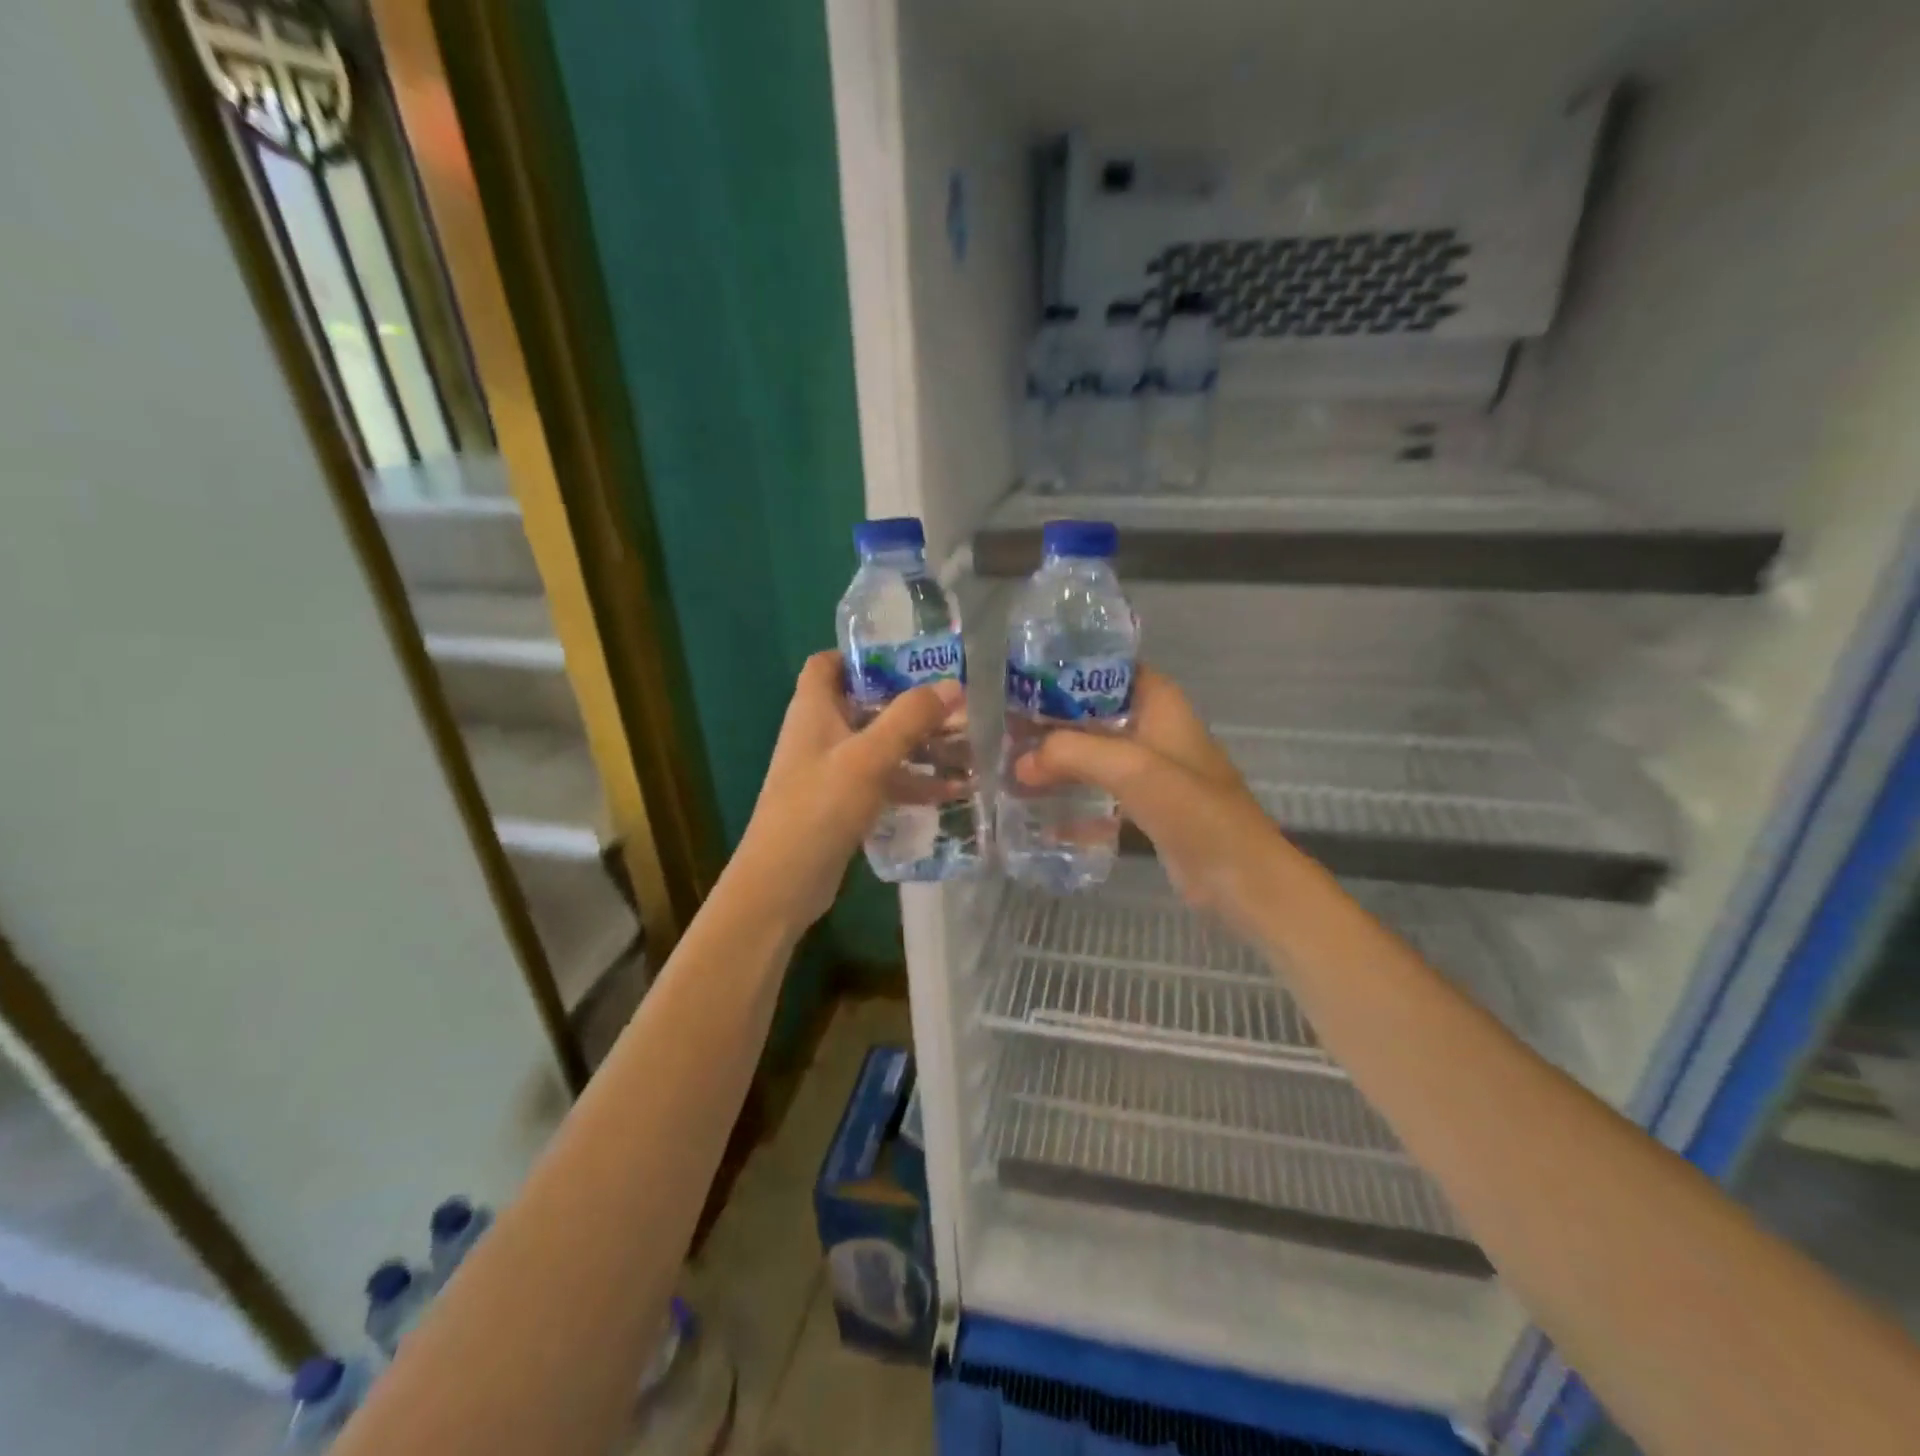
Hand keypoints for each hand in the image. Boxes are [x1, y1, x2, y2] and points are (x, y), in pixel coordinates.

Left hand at [733, 651, 963, 929]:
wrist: (782, 883)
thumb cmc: (819, 807)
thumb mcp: (868, 757)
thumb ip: (909, 718)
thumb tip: (951, 684)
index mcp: (813, 710)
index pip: (828, 664)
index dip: (861, 654)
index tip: (908, 657)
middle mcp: (820, 734)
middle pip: (865, 704)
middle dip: (908, 702)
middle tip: (955, 702)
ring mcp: (831, 771)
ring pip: (879, 745)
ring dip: (918, 745)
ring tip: (967, 746)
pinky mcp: (842, 804)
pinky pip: (882, 781)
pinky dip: (912, 782)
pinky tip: (953, 791)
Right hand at [1014, 665, 1298, 933]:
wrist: (1239, 877)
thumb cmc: (1193, 810)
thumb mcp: (1131, 768)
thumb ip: (1073, 753)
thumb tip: (1021, 761)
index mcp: (1160, 704)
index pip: (1109, 669)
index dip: (1068, 670)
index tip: (1024, 681)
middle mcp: (1155, 729)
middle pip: (1095, 712)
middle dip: (1054, 720)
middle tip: (1006, 729)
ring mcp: (1151, 770)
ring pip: (1095, 753)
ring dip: (1060, 759)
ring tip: (1013, 766)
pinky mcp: (1146, 806)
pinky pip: (1101, 791)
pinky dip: (1074, 796)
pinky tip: (1039, 811)